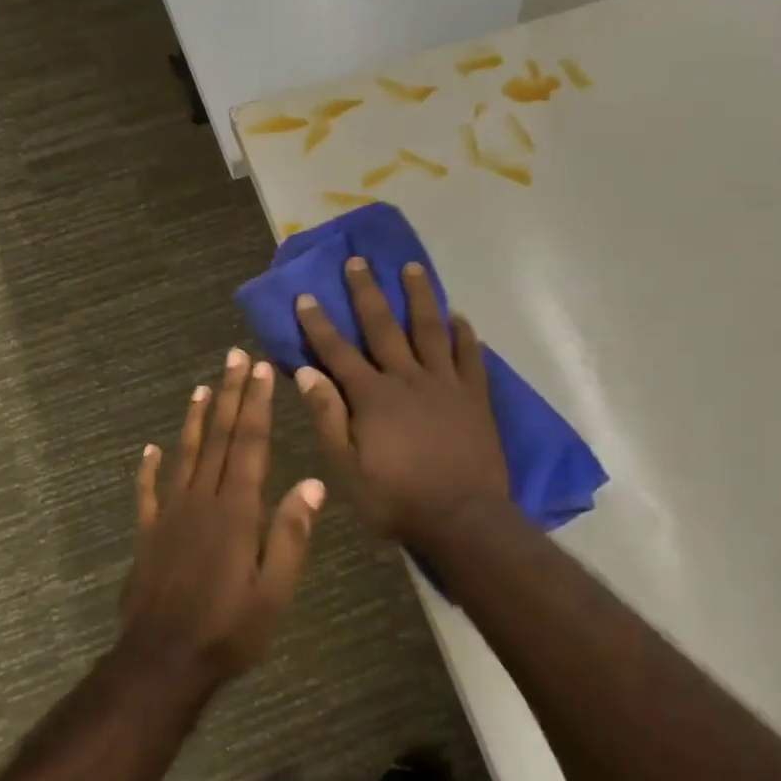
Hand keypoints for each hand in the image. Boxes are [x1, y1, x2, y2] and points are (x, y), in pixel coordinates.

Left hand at [119, 348, 324, 689]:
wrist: (162, 663)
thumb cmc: (229, 630)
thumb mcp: (275, 592)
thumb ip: (292, 535)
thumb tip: (313, 483)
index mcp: (236, 511)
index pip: (248, 445)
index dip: (256, 405)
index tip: (261, 371)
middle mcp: (201, 502)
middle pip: (217, 438)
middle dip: (228, 395)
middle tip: (233, 357)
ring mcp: (169, 516)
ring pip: (184, 456)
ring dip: (194, 420)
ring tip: (201, 387)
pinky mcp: (147, 535)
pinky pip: (148, 493)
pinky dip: (149, 469)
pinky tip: (149, 449)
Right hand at [293, 258, 508, 548]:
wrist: (462, 519)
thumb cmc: (396, 499)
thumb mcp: (347, 468)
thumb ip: (328, 417)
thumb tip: (306, 372)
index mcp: (373, 397)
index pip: (338, 352)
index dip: (319, 324)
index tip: (306, 295)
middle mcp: (407, 378)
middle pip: (384, 327)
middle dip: (367, 293)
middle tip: (359, 261)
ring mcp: (445, 384)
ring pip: (431, 329)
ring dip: (420, 297)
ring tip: (413, 268)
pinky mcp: (474, 397)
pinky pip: (470, 357)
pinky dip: (464, 335)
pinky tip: (460, 317)